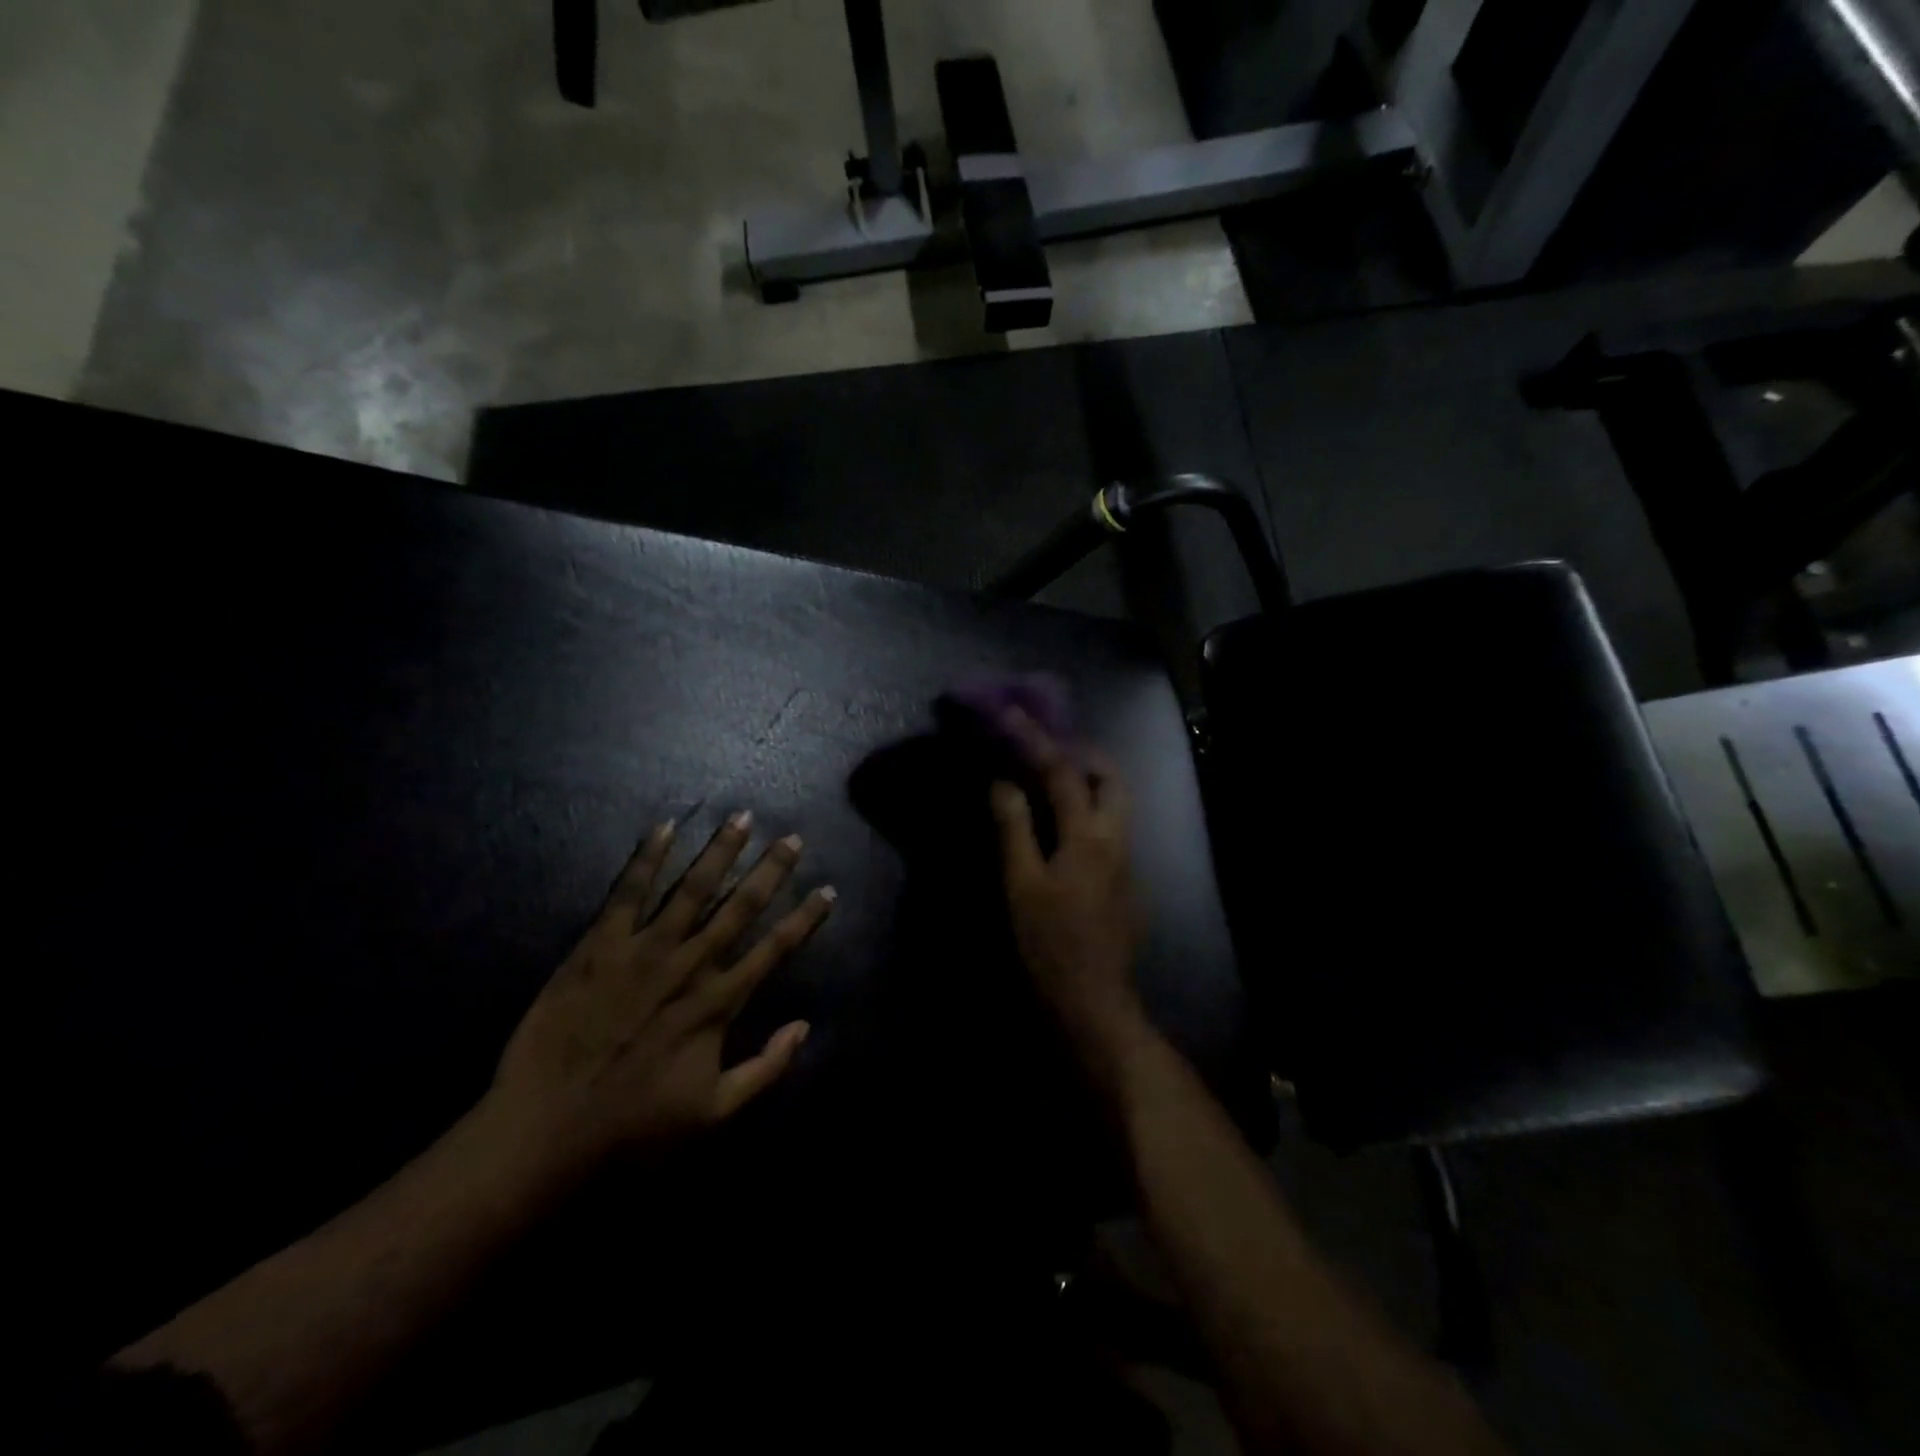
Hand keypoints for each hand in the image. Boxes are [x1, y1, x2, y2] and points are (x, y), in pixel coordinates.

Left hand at [489, 813, 834, 1173]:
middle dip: (770, 870)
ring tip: (742, 818)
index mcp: (718, 1003)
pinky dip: (646, 859)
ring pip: (691, 889)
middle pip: (740, 907)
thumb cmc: (634, 1127)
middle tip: (792, 838)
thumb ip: (765, 1069)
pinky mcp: (598, 947)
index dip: (805, 918)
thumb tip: (804, 1026)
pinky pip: (626, 893)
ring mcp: (643, 951)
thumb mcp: (714, 1113)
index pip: (775, 949)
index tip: (828, 890)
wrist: (545, 1132)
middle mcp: (689, 965)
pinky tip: (664, 828)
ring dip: (719, 852)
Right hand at [989, 713, 1145, 1049]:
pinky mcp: (1127, 880)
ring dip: (1089, 778)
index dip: (1034, 740)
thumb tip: (1004, 782)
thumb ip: (1015, 829)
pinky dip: (1090, 807)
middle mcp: (1117, 839)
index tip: (1011, 714)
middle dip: (1082, 751)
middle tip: (1046, 744)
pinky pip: (1111, 826)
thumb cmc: (1049, 944)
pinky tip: (1065, 823)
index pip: (1062, 772)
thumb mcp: (1021, 885)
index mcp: (1089, 836)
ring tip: (1052, 775)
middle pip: (1111, 777)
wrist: (1093, 1000)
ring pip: (1117, 802)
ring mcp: (1128, 860)